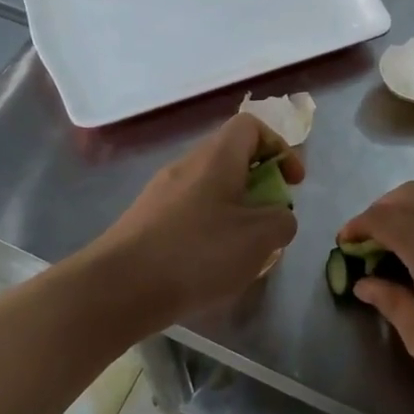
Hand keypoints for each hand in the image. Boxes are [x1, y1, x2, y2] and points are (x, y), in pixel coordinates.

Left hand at [87, 114, 304, 328]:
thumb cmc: (198, 253)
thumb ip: (282, 221)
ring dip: (235, 213)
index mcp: (216, 157)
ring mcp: (161, 193)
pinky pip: (189, 214)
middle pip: (231, 159)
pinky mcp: (146, 221)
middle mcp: (186, 166)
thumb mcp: (259, 238)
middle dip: (259, 187)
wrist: (120, 287)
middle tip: (269, 221)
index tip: (293, 183)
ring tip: (244, 252)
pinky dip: (209, 231)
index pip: (251, 126)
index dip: (280, 147)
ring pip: (210, 190)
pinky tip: (210, 268)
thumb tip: (279, 217)